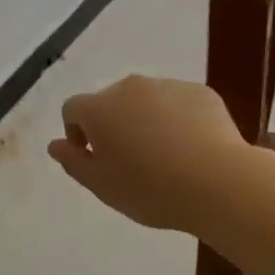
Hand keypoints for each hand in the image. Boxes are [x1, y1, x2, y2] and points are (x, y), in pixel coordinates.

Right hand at [46, 75, 253, 233]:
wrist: (218, 181)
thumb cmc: (151, 189)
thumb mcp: (103, 186)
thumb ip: (73, 162)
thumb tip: (55, 145)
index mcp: (99, 108)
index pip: (73, 109)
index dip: (77, 133)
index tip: (94, 159)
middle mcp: (129, 87)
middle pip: (110, 102)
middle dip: (113, 125)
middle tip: (131, 162)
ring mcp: (167, 85)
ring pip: (146, 101)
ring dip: (146, 121)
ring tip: (166, 158)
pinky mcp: (200, 91)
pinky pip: (178, 103)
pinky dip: (178, 119)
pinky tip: (192, 150)